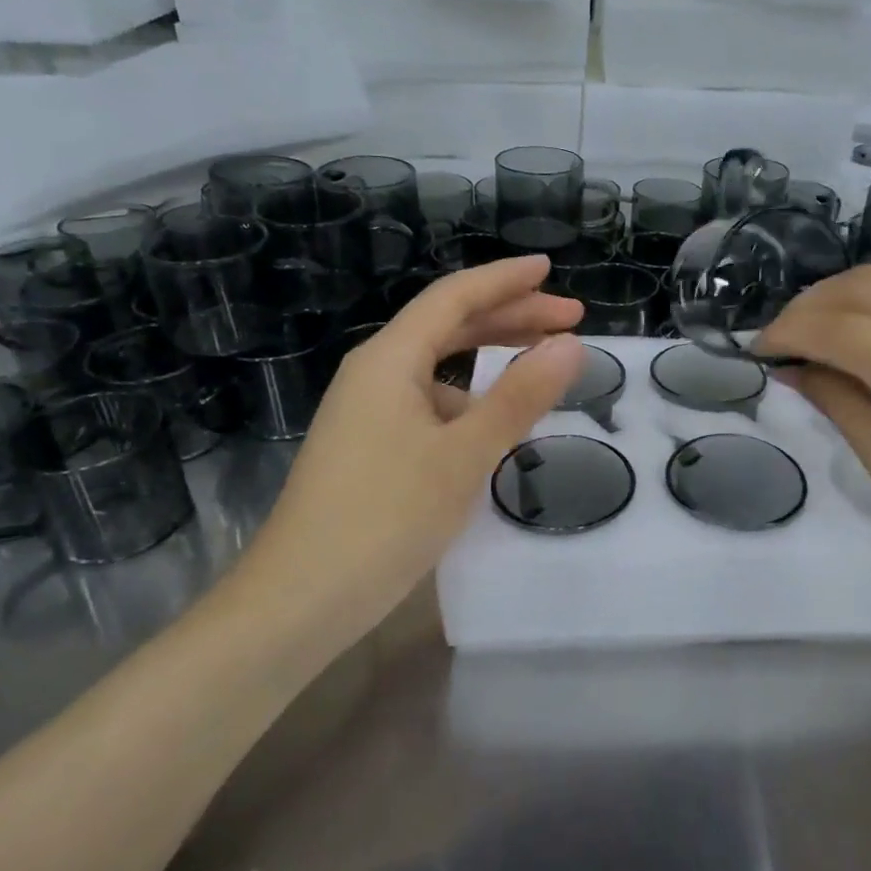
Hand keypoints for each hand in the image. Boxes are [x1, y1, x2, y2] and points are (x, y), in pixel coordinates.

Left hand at [232, 257, 584, 642]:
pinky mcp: (369, 446)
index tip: (552, 270)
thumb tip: (570, 345)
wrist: (300, 600)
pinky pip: (429, 403)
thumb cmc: (385, 517)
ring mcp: (367, 411)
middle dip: (510, 316)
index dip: (506, 280)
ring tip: (542, 367)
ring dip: (491, 359)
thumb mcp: (464, 454)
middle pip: (448, 326)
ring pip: (439, 367)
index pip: (455, 297)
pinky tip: (496, 424)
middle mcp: (374, 372)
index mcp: (390, 359)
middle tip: (569, 320)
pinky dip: (470, 400)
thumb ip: (520, 397)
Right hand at [752, 266, 870, 608]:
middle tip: (778, 343)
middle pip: (869, 285)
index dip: (790, 332)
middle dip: (810, 306)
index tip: (755, 352)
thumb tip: (790, 366)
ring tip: (810, 340)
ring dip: (842, 303)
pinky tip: (860, 343)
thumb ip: (838, 403)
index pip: (845, 327)